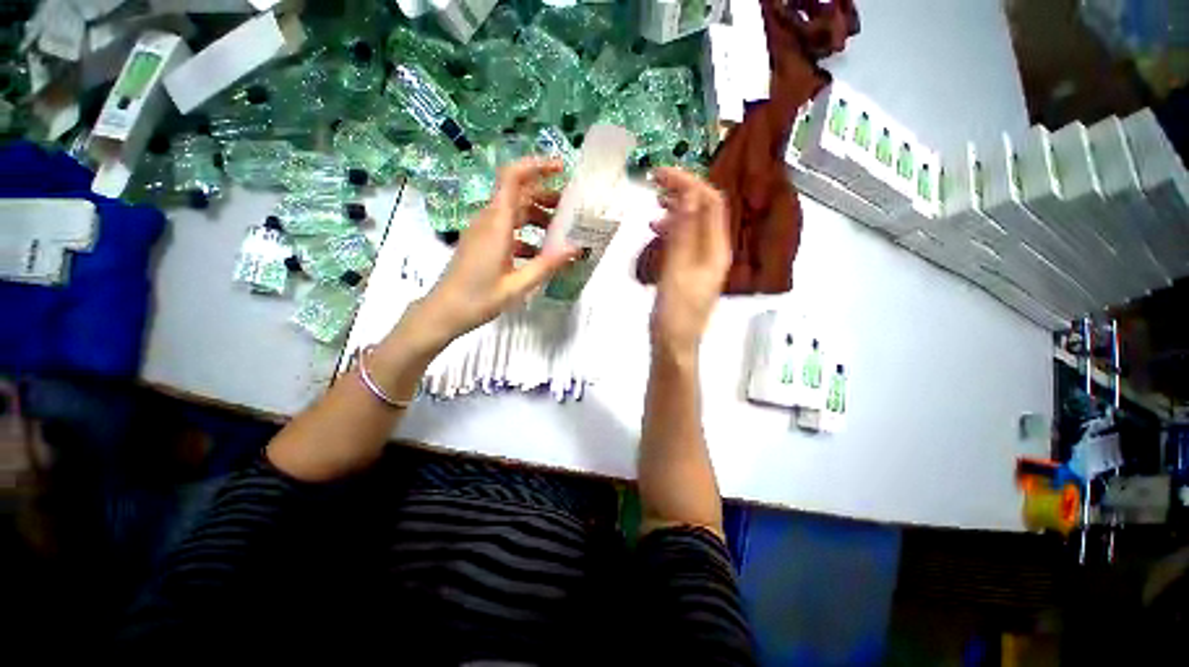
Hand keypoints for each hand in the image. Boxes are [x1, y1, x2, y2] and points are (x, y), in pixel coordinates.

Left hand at [403, 157, 578, 351]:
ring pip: (513, 210)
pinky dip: (526, 232)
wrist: (444, 311)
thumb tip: (576, 248)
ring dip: (536, 214)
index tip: (561, 168)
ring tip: (560, 230)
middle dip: (544, 194)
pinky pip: (507, 227)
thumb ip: (547, 265)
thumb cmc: (479, 298)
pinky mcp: (482, 242)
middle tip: (570, 207)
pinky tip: (539, 252)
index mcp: (497, 224)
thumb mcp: (518, 285)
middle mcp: (489, 220)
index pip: (512, 177)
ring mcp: (483, 231)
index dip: (536, 165)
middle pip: (518, 193)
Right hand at [648, 168, 731, 357]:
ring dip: (676, 209)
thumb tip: (689, 194)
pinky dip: (672, 228)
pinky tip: (656, 228)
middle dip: (683, 191)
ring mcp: (703, 261)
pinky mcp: (690, 270)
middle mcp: (715, 251)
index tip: (662, 174)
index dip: (689, 182)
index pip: (711, 202)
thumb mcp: (677, 268)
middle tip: (655, 183)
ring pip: (694, 224)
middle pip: (705, 210)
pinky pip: (685, 240)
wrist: (674, 343)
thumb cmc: (675, 310)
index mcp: (717, 249)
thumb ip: (684, 232)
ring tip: (654, 204)